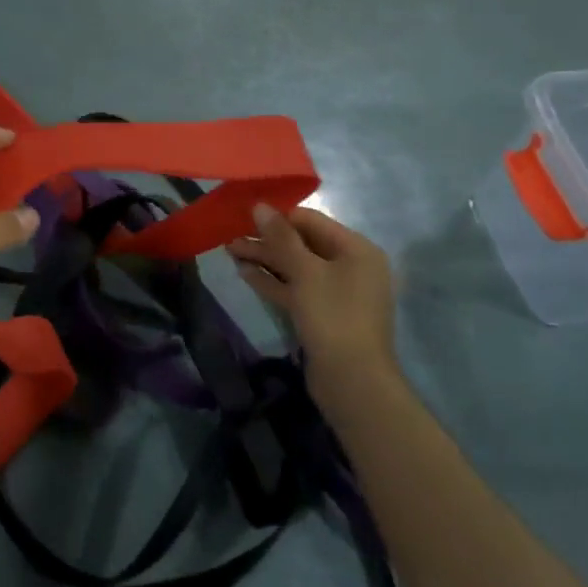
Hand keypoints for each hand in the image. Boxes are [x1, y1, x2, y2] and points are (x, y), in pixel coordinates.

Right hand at [227, 204, 396, 400]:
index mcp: (357, 250)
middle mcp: (351, 266)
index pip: (311, 221)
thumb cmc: (333, 316)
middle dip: (267, 240)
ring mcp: (338, 292)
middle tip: (231, 236)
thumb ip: (281, 237)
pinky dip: (273, 281)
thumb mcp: (305, 272)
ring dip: (265, 259)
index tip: (244, 214)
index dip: (277, 216)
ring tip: (230, 251)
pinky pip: (296, 288)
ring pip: (296, 267)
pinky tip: (245, 274)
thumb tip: (260, 206)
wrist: (352, 381)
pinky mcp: (324, 313)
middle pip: (303, 244)